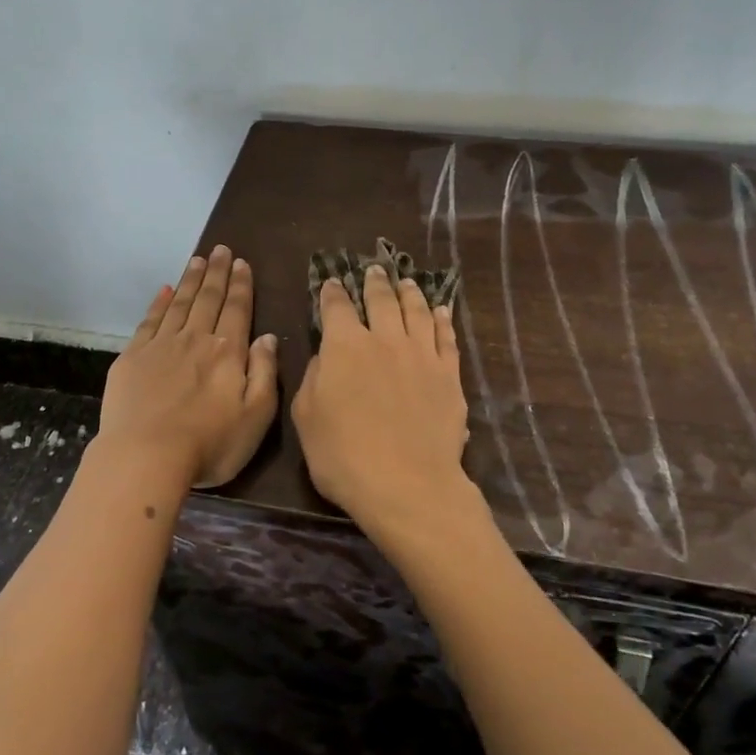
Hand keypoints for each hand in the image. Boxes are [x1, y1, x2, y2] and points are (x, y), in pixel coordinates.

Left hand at [98, 246, 278, 489]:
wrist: (146, 456)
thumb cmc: (210, 443)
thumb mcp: (256, 416)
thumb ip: (265, 373)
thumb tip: (267, 337)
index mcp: (227, 352)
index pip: (237, 309)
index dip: (241, 285)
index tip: (242, 263)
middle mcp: (195, 339)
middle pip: (208, 299)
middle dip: (217, 273)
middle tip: (221, 249)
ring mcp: (160, 346)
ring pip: (180, 304)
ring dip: (190, 280)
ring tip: (198, 259)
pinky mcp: (132, 358)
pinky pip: (149, 321)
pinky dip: (158, 303)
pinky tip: (164, 290)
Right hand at [291, 264, 483, 546]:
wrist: (407, 484)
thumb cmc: (343, 456)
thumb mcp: (306, 418)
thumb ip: (313, 379)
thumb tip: (324, 357)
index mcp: (344, 346)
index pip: (337, 307)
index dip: (332, 292)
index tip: (332, 282)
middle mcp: (385, 339)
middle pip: (381, 300)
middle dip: (374, 282)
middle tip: (374, 269)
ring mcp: (421, 354)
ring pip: (417, 311)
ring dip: (410, 292)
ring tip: (406, 282)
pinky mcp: (449, 374)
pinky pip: (446, 337)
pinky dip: (443, 319)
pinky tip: (442, 311)